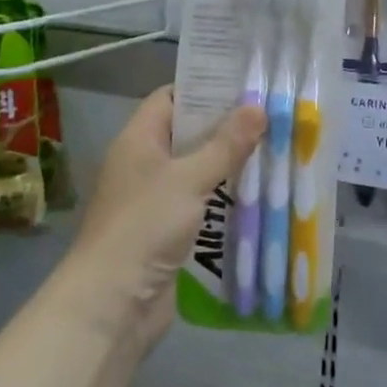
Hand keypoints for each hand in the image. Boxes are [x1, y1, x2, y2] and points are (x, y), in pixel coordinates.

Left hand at [68, 87, 264, 347]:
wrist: (112, 304)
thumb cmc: (144, 226)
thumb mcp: (189, 179)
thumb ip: (225, 144)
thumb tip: (258, 106)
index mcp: (139, 139)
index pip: (172, 97)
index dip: (205, 88)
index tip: (246, 83)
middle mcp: (145, 162)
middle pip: (188, 133)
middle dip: (227, 126)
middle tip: (272, 116)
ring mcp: (155, 198)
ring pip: (197, 169)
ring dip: (230, 164)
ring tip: (275, 149)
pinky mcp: (167, 230)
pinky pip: (200, 202)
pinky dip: (224, 197)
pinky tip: (258, 194)